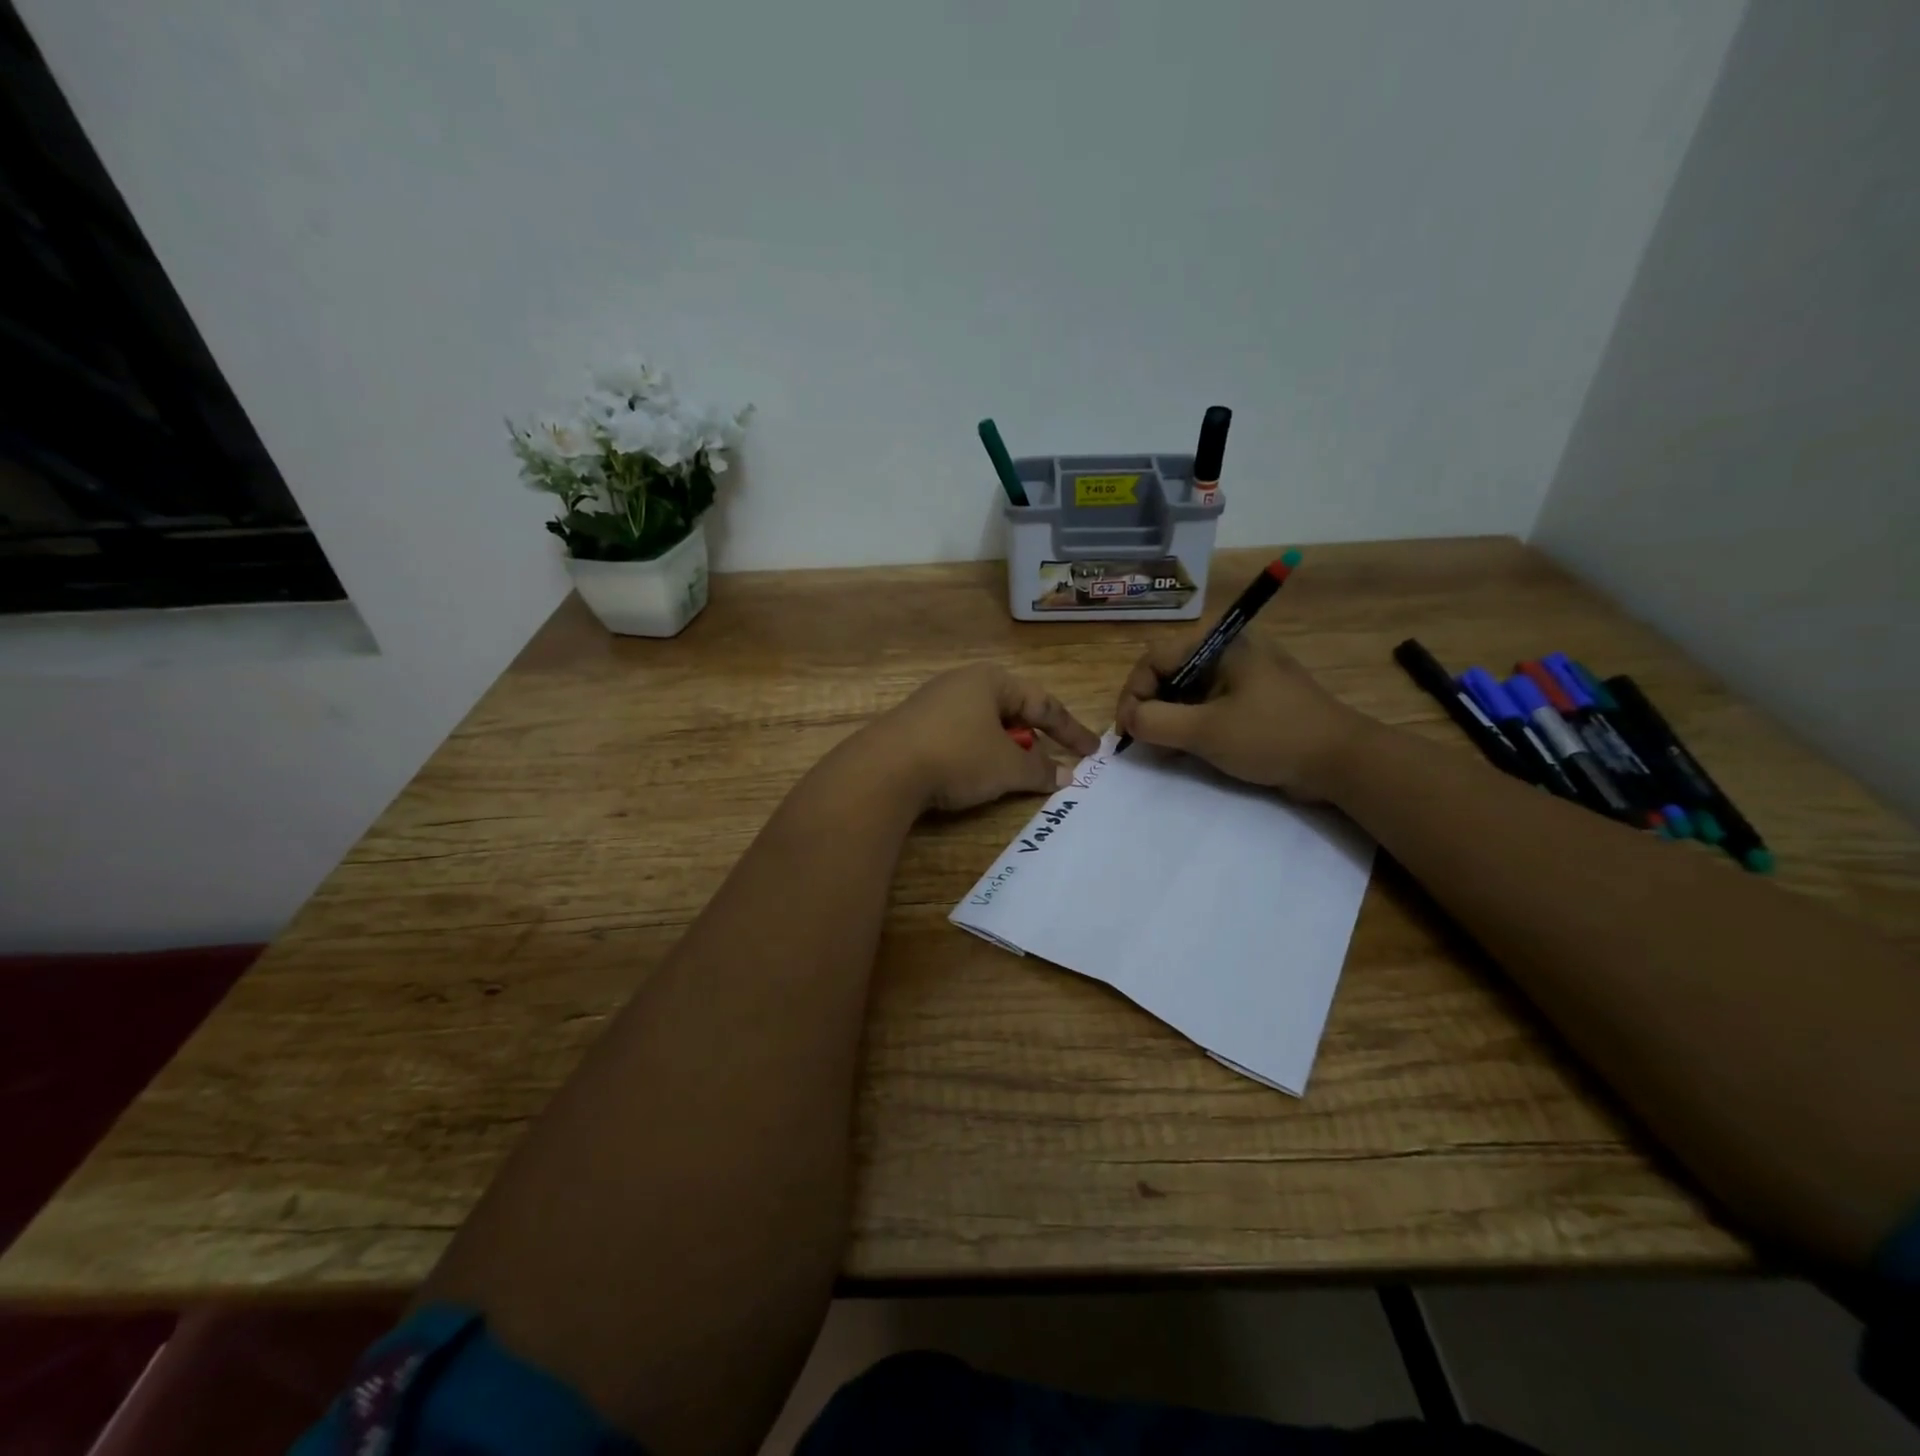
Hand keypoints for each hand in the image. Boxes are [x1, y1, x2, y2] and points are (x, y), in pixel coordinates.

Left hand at [861, 664, 1101, 813]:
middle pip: (1012, 711)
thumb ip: (1041, 770)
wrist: (883, 770)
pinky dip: (977, 755)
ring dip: (1004, 751)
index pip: (1043, 703)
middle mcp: (961, 684)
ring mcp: (933, 704)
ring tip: (1012, 776)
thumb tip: (1066, 776)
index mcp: (991, 680)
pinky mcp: (913, 727)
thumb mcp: (1007, 767)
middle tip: (1050, 765)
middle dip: (1033, 740)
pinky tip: (973, 777)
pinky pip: (959, 738)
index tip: (1092, 752)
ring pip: (984, 726)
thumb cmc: (958, 756)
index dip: (1071, 730)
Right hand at [1114, 633, 1374, 800]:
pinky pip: (1209, 706)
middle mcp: (1231, 651)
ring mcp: (1244, 676)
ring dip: (1169, 720)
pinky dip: (1191, 725)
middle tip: (1141, 742)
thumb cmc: (1272, 736)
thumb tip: (1129, 720)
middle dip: (1150, 708)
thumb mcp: (1205, 731)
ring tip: (1162, 750)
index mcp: (1221, 643)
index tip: (1126, 731)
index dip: (1133, 694)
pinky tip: (1186, 750)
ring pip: (1188, 692)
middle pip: (1170, 673)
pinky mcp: (1254, 700)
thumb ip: (1155, 722)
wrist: (1343, 762)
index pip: (1155, 658)